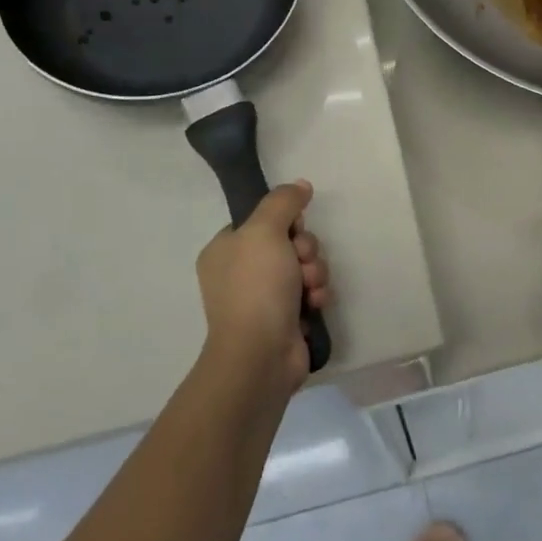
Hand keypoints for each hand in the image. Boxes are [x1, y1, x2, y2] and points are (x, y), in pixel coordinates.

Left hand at [196, 181, 331, 389]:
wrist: (260, 354)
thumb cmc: (256, 286)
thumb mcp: (265, 230)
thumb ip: (283, 201)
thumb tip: (300, 185)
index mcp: (225, 250)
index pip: (262, 220)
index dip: (284, 221)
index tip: (294, 228)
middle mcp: (241, 272)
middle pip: (288, 241)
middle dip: (305, 249)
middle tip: (302, 261)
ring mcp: (262, 297)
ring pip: (303, 266)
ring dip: (314, 271)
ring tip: (310, 287)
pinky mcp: (285, 318)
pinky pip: (309, 292)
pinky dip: (316, 295)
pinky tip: (314, 304)